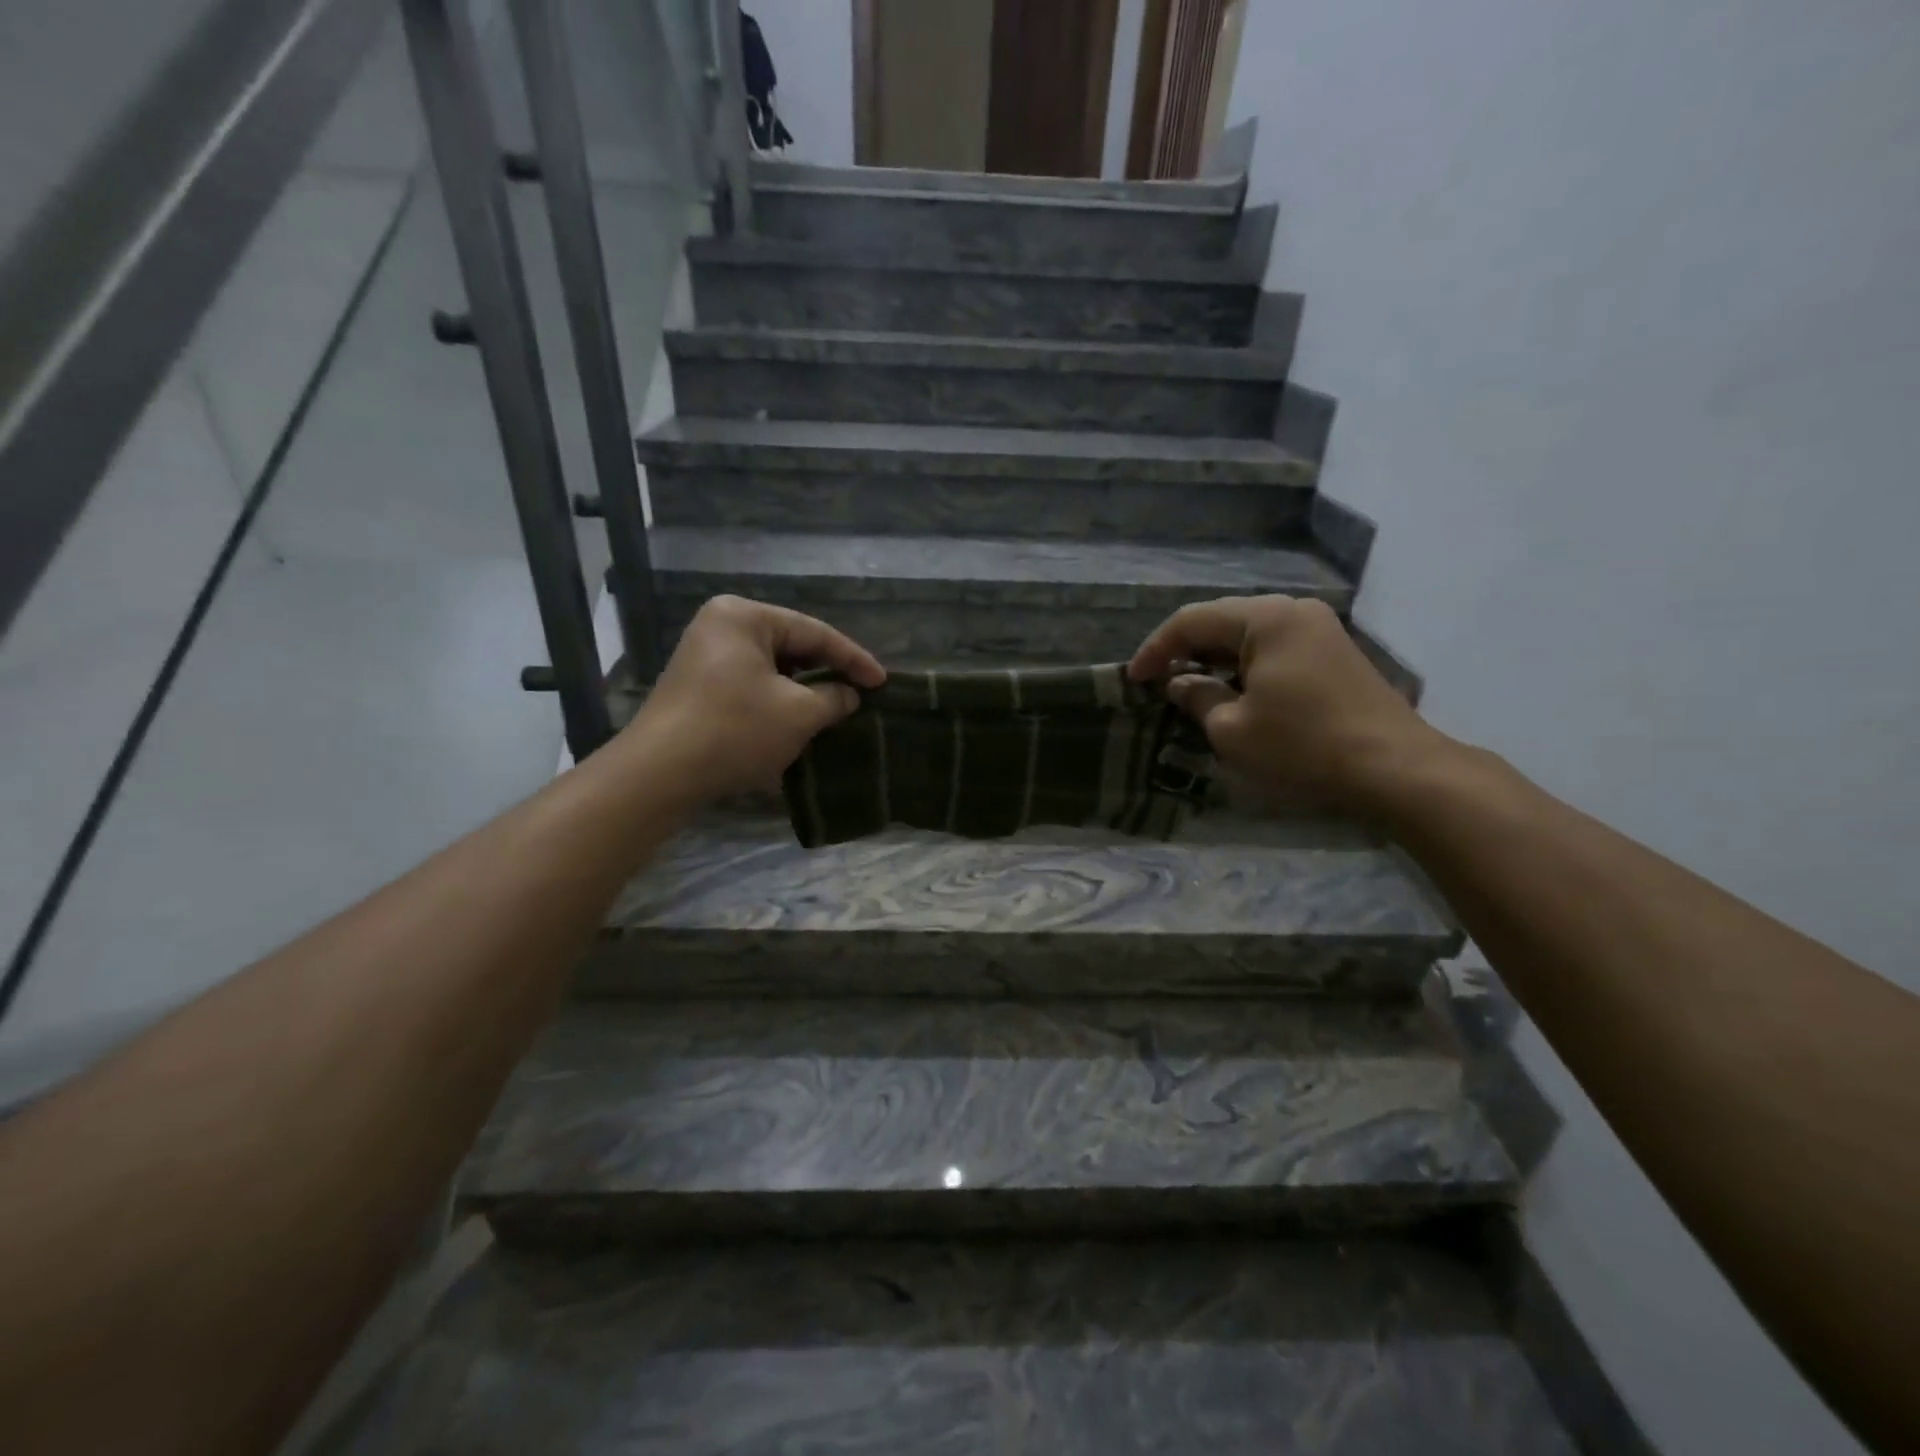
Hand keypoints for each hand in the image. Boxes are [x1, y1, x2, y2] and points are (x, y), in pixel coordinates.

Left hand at [627, 595, 885, 801]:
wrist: (661, 773)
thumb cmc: (736, 729)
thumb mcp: (798, 713)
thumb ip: (833, 698)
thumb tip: (849, 695)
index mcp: (744, 616)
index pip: (814, 632)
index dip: (853, 658)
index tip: (882, 682)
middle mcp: (721, 626)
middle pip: (791, 647)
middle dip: (826, 673)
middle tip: (860, 694)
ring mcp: (705, 656)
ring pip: (771, 669)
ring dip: (803, 691)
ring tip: (834, 709)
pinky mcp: (698, 686)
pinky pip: (750, 685)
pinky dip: (777, 701)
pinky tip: (797, 721)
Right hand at [1128, 595, 1451, 814]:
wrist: (1394, 769)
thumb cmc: (1303, 746)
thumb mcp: (1232, 729)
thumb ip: (1197, 697)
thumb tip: (1178, 683)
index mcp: (1266, 618)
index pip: (1191, 621)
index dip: (1155, 649)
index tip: (1134, 680)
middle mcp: (1293, 611)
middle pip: (1221, 620)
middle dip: (1184, 650)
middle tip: (1157, 681)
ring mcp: (1318, 629)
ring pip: (1248, 634)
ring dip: (1214, 658)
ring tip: (1188, 687)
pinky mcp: (1333, 652)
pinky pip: (1273, 647)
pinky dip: (1244, 665)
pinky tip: (1232, 690)